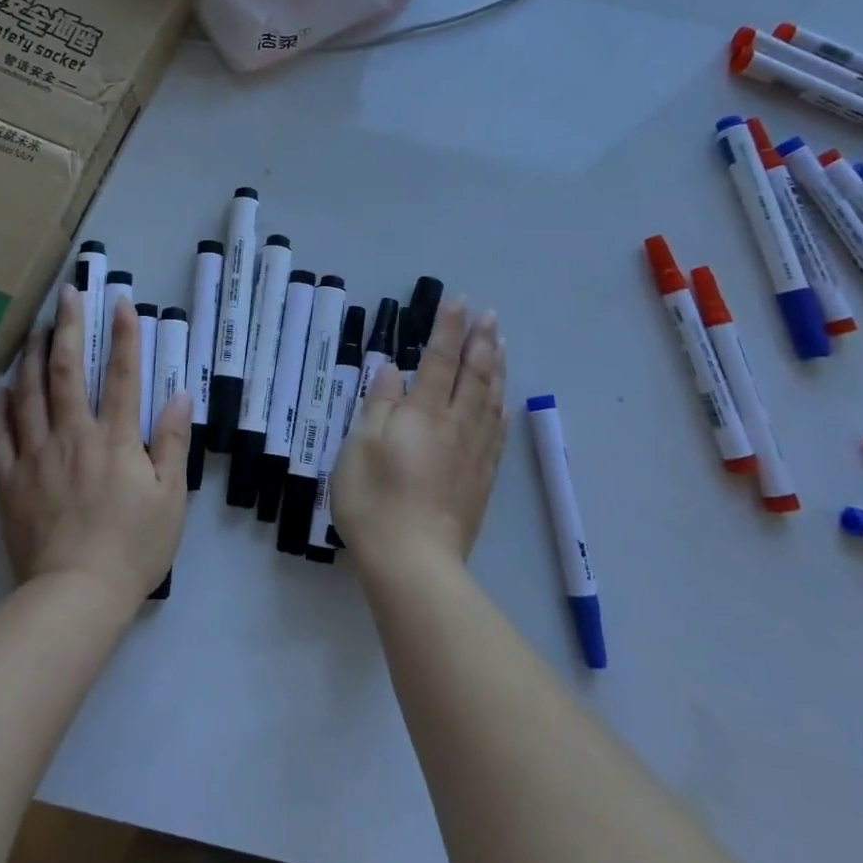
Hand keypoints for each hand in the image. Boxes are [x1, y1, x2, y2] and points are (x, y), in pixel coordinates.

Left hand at [0, 286, 193, 609]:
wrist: (75, 596)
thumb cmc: (133, 548)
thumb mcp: (170, 498)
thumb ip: (172, 443)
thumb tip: (179, 394)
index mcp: (115, 439)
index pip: (122, 374)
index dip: (124, 334)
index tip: (120, 300)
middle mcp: (73, 436)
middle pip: (67, 371)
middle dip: (69, 327)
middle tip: (67, 294)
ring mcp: (35, 456)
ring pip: (28, 394)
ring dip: (32, 356)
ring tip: (35, 328)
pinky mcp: (9, 480)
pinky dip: (0, 408)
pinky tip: (2, 389)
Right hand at [331, 298, 506, 580]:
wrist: (413, 561)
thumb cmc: (374, 500)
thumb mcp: (360, 446)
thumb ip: (379, 404)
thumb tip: (391, 369)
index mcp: (421, 413)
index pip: (438, 360)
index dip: (448, 329)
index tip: (458, 301)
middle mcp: (454, 425)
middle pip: (472, 375)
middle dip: (480, 341)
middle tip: (489, 315)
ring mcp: (473, 453)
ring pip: (490, 400)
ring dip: (497, 368)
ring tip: (503, 344)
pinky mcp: (482, 479)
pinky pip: (497, 433)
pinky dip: (501, 409)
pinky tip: (503, 402)